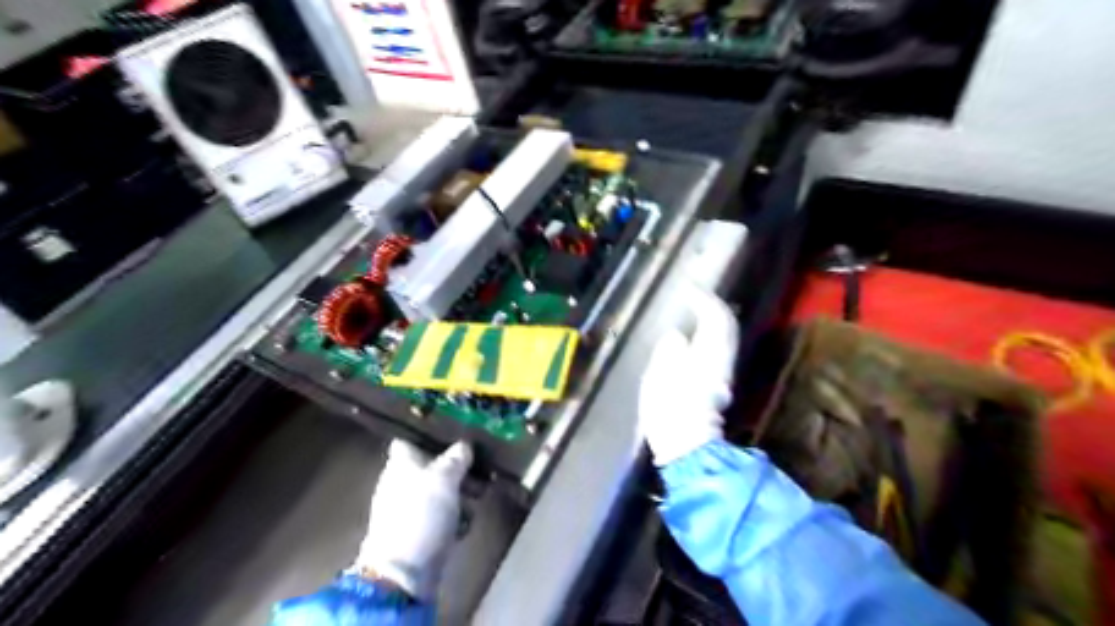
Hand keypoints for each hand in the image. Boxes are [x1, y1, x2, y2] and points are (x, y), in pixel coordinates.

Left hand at [351, 437, 466, 599]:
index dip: (430, 434)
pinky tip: (467, 520)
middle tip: (480, 467)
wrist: (402, 572)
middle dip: (456, 467)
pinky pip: (439, 515)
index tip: (456, 432)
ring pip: (438, 491)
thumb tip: (464, 444)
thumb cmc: (422, 513)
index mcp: (401, 463)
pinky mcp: (417, 531)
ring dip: (460, 492)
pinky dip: (454, 515)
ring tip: (481, 494)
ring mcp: (407, 508)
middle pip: (430, 466)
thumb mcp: (445, 478)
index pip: (409, 439)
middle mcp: (400, 482)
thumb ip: (456, 458)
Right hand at [635, 285, 738, 463]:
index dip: (704, 300)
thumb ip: (670, 350)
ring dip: (711, 324)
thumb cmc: (670, 407)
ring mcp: (722, 374)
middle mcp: (722, 360)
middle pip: (725, 328)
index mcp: (710, 352)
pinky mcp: (716, 386)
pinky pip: (716, 351)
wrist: (685, 443)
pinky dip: (707, 339)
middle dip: (712, 310)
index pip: (715, 317)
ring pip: (722, 340)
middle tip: (695, 299)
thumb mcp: (660, 374)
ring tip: (693, 316)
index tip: (689, 290)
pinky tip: (693, 341)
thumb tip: (677, 337)